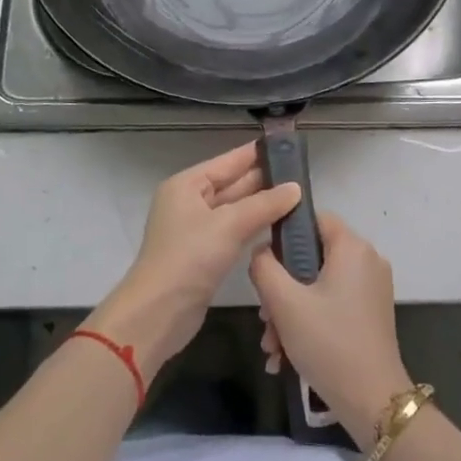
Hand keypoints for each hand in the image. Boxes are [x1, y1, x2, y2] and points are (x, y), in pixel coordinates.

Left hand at [90, 143, 299, 381]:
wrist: (158, 313)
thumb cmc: (189, 257)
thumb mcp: (228, 225)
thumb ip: (264, 204)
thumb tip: (296, 188)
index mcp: (187, 185)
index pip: (228, 161)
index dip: (257, 154)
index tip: (288, 147)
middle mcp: (189, 202)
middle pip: (232, 184)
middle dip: (264, 180)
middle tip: (302, 175)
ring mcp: (196, 229)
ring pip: (235, 209)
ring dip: (262, 205)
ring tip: (298, 197)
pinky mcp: (204, 254)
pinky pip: (234, 230)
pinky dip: (254, 226)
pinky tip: (279, 225)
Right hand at [250, 213, 411, 445]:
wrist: (373, 402)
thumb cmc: (328, 343)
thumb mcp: (285, 303)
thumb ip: (264, 267)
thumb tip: (261, 252)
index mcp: (352, 247)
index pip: (313, 218)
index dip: (284, 235)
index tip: (264, 264)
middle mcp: (367, 260)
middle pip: (312, 257)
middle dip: (282, 289)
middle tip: (265, 319)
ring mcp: (372, 288)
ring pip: (319, 286)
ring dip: (290, 312)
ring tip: (272, 346)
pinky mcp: (371, 313)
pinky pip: (332, 304)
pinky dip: (309, 323)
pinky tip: (286, 356)